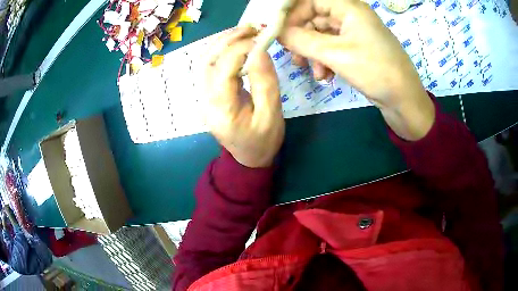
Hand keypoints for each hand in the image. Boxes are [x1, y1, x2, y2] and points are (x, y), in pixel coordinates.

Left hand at [204, 28, 284, 167]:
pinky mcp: (208, 93)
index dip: (241, 49)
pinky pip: (210, 66)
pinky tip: (236, 44)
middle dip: (227, 40)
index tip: (261, 39)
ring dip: (222, 42)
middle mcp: (205, 100)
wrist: (248, 158)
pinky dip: (222, 51)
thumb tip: (259, 50)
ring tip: (243, 32)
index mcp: (221, 109)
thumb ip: (265, 82)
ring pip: (205, 61)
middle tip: (249, 28)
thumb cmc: (263, 141)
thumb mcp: (271, 114)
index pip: (224, 68)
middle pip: (206, 61)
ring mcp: (203, 96)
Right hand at [280, 0, 434, 139]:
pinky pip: (332, 48)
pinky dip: (324, 60)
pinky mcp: (356, 49)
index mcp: (349, 8)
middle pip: (314, 17)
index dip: (292, 13)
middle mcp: (350, 16)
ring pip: (321, 35)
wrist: (404, 101)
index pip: (311, 0)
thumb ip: (302, 40)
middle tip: (292, 55)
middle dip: (301, 37)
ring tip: (310, 71)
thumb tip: (276, 32)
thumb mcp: (336, 54)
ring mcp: (354, 33)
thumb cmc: (376, 71)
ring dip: (312, 52)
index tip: (277, 31)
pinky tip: (325, 76)